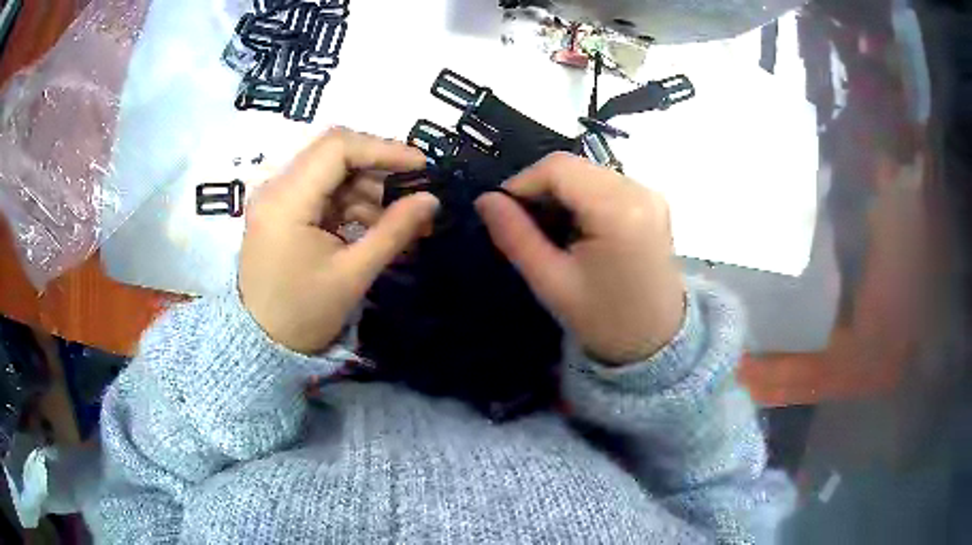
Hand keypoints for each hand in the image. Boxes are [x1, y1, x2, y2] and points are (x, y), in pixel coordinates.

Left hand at [240, 128, 438, 353]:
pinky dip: (350, 201)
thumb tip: (431, 200)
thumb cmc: (303, 313)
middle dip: (378, 166)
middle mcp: (275, 187)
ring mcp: (276, 196)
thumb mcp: (353, 275)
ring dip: (367, 187)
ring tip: (399, 218)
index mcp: (286, 200)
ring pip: (330, 170)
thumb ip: (394, 231)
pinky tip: (373, 224)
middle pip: (333, 152)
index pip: (337, 147)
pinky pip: (321, 190)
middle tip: (413, 188)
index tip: (421, 166)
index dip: (384, 149)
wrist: (261, 342)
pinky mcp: (280, 209)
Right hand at [476, 153, 683, 364]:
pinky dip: (580, 198)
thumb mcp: (551, 282)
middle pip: (573, 166)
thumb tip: (484, 200)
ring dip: (559, 194)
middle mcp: (639, 190)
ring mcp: (649, 194)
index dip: (522, 183)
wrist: (655, 342)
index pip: (558, 168)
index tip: (503, 213)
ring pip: (586, 173)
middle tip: (525, 227)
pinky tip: (575, 229)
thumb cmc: (603, 319)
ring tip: (549, 231)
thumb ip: (515, 236)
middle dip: (540, 189)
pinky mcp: (652, 201)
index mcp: (619, 210)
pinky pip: (603, 184)